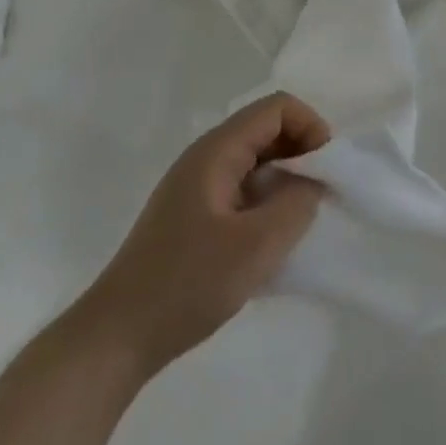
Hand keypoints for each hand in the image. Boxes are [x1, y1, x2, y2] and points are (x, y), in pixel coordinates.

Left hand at [75, 94, 330, 381]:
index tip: (328, 171)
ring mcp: (197, 185)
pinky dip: (267, 200)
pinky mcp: (194, 214)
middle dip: (302, 152)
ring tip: (302, 220)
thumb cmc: (187, 284)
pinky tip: (273, 240)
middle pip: (266, 130)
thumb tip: (315, 180)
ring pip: (256, 160)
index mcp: (217, 150)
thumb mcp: (256, 247)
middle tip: (322, 197)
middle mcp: (206, 156)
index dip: (311, 127)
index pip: (276, 109)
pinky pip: (243, 187)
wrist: (117, 336)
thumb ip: (296, 204)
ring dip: (286, 179)